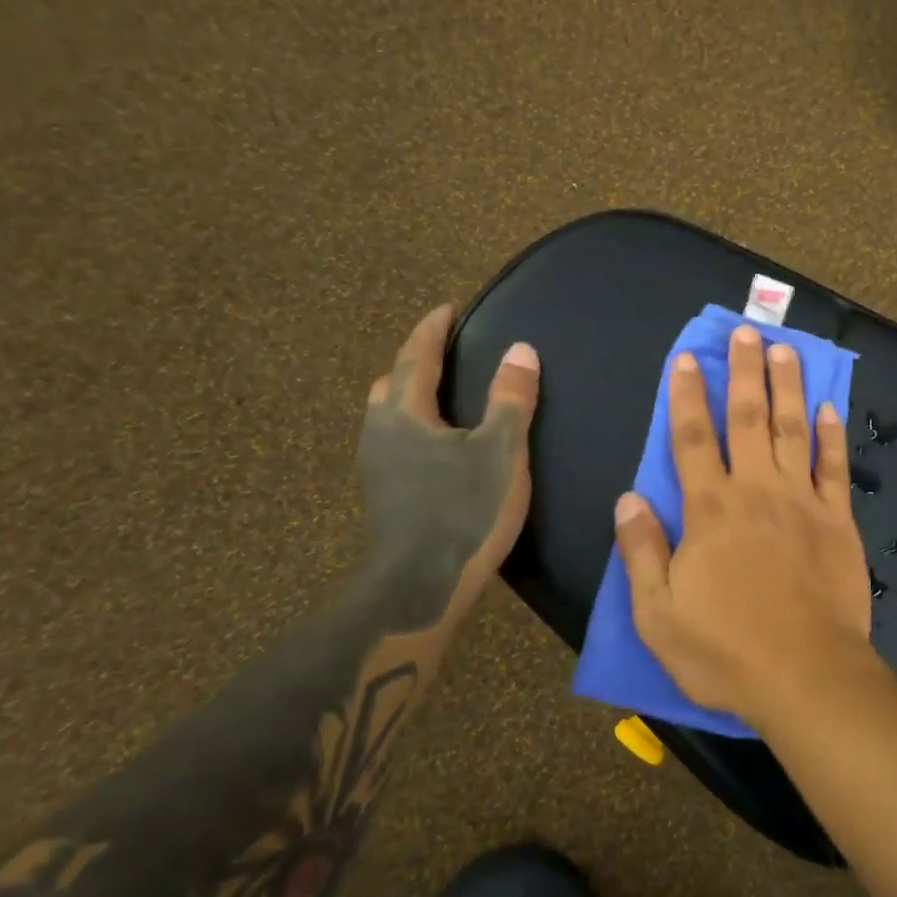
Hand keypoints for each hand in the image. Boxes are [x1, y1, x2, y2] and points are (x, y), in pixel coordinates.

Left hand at [357, 305, 539, 629]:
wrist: (418, 588)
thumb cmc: (463, 512)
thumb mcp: (500, 452)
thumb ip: (510, 399)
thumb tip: (520, 350)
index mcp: (406, 414)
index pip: (417, 356)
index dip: (432, 329)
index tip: (447, 309)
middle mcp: (381, 433)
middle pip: (392, 383)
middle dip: (415, 361)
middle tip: (445, 352)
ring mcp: (377, 468)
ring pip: (388, 416)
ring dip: (411, 396)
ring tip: (444, 395)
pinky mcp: (383, 496)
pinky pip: (394, 442)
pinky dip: (413, 426)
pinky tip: (438, 446)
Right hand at [613, 323, 876, 729]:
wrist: (807, 677)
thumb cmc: (725, 652)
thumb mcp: (659, 615)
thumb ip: (642, 552)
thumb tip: (628, 499)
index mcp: (710, 511)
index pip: (692, 439)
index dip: (686, 396)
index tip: (686, 360)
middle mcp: (756, 492)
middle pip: (747, 419)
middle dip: (744, 372)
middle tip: (746, 332)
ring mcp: (802, 502)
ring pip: (792, 430)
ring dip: (787, 386)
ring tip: (785, 349)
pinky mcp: (838, 520)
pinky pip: (834, 467)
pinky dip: (831, 436)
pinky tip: (829, 409)